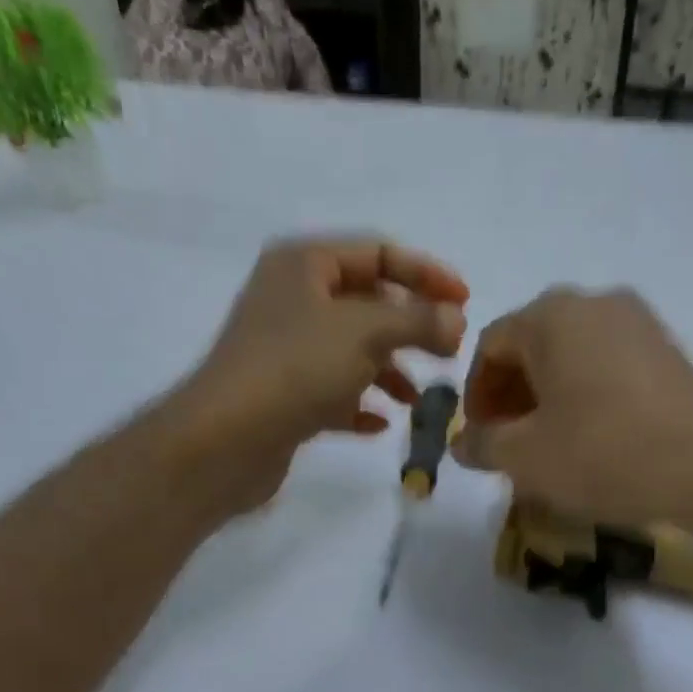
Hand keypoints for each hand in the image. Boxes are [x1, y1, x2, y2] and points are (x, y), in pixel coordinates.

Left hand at [169, 237, 469, 516]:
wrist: (227, 439)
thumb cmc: (296, 368)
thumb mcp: (366, 332)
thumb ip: (418, 321)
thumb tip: (456, 321)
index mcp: (305, 265)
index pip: (378, 253)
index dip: (426, 274)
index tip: (465, 303)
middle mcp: (294, 300)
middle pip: (368, 303)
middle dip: (411, 328)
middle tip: (449, 353)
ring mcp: (287, 350)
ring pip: (354, 351)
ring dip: (391, 371)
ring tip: (418, 401)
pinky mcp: (285, 396)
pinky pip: (335, 393)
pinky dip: (361, 403)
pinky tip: (380, 424)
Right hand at [453, 288, 692, 523]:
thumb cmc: (602, 454)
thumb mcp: (525, 458)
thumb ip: (481, 444)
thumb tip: (461, 443)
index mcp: (550, 315)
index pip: (490, 344)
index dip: (475, 394)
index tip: (479, 437)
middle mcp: (595, 302)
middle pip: (532, 345)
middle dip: (511, 395)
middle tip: (509, 443)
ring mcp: (639, 322)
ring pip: (572, 356)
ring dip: (547, 398)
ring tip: (548, 446)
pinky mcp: (669, 350)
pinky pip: (608, 366)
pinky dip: (585, 395)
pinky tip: (591, 438)